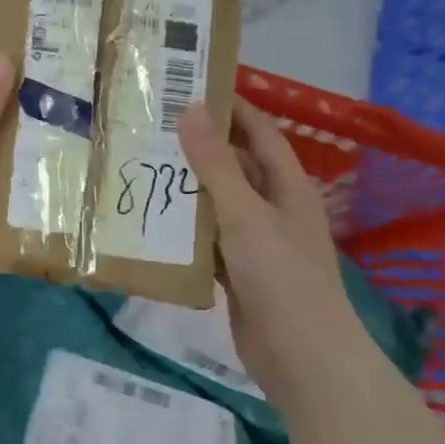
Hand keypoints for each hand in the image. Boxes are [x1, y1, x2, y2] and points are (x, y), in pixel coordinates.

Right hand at [177, 97, 353, 372]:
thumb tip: (191, 109)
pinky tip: (152, 220)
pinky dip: (185, 229)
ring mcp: (256, 241)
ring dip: (187, 187)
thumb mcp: (245, 214)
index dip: (231, 106)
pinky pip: (208, 239)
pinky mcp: (239, 272)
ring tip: (141, 164)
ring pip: (217, 202)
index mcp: (286, 185)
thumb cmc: (281, 277)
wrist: (302, 359)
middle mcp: (273, 207)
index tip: (190, 84)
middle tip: (151, 125)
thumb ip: (216, 164)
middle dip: (199, 145)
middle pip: (234, 165)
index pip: (259, 131)